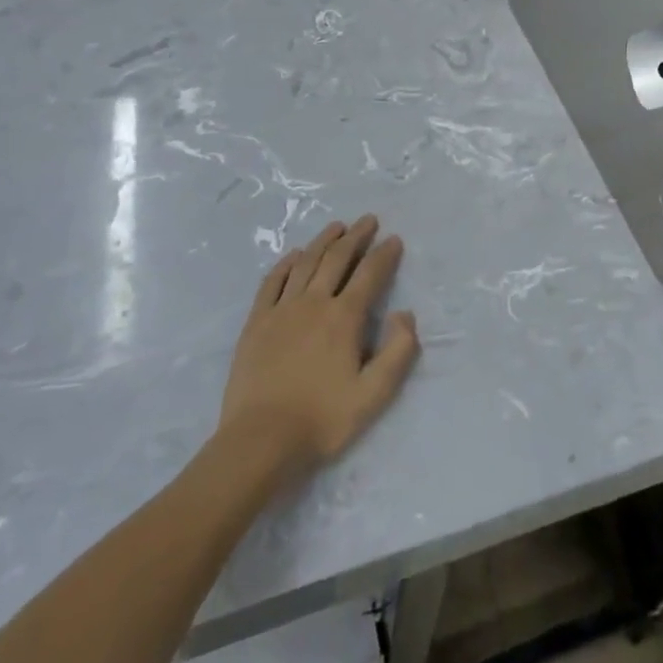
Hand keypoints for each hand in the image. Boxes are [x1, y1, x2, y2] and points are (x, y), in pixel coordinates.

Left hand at [216, 216, 419, 482]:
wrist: (259, 442)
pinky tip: (294, 255)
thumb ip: (398, 351)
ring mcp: (282, 310)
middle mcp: (314, 303)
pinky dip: (286, 263)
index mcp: (345, 318)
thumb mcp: (374, 394)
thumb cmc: (322, 420)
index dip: (385, 254)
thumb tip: (405, 314)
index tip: (394, 239)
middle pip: (337, 259)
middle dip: (356, 236)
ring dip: (324, 241)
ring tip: (337, 227)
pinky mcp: (256, 322)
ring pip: (306, 263)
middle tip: (368, 220)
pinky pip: (272, 282)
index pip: (370, 274)